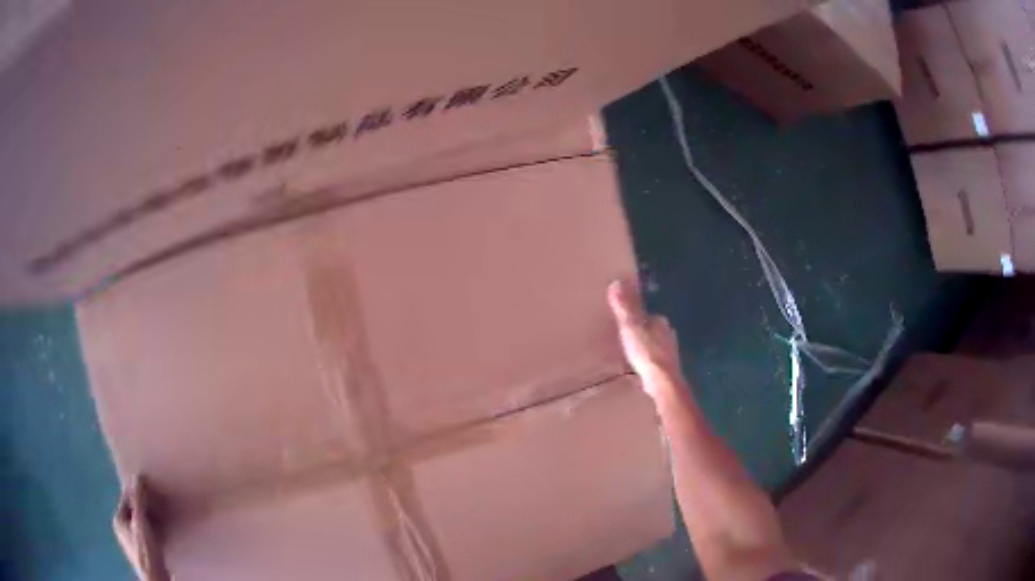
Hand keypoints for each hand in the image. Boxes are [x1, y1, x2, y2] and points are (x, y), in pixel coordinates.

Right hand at [607, 279, 681, 398]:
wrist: (662, 382)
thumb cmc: (646, 352)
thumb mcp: (631, 326)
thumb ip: (625, 306)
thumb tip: (617, 280)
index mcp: (660, 323)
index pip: (649, 315)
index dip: (638, 317)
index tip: (626, 321)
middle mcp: (668, 335)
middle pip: (654, 330)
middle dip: (643, 333)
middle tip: (627, 337)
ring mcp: (670, 354)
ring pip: (656, 346)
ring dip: (646, 348)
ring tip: (631, 353)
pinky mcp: (667, 369)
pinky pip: (655, 362)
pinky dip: (648, 363)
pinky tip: (639, 369)